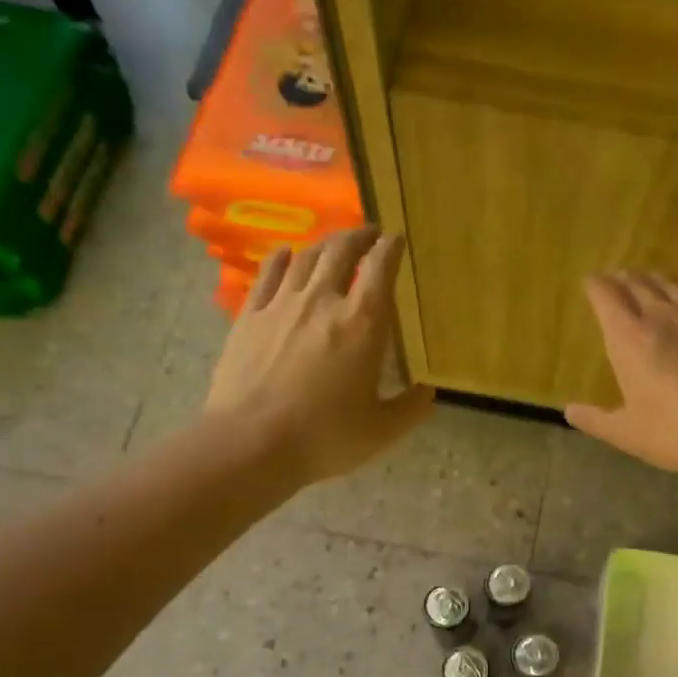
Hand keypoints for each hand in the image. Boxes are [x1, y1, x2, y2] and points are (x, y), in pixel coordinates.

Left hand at [202, 227, 433, 484]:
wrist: (251, 443)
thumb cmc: (325, 437)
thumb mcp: (381, 431)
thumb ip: (411, 409)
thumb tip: (428, 392)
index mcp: (363, 324)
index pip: (381, 269)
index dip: (391, 248)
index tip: (397, 239)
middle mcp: (323, 301)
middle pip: (341, 252)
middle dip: (359, 237)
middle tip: (369, 234)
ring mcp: (281, 305)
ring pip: (305, 257)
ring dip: (324, 244)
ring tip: (334, 244)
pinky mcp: (249, 316)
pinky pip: (268, 275)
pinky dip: (282, 259)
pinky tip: (286, 254)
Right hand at [566, 272, 677, 476]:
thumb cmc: (673, 432)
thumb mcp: (625, 433)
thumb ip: (594, 419)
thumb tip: (569, 411)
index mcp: (628, 339)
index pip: (605, 297)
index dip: (594, 286)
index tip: (589, 282)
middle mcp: (660, 317)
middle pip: (637, 284)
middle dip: (622, 278)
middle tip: (614, 277)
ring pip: (670, 284)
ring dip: (654, 277)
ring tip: (647, 276)